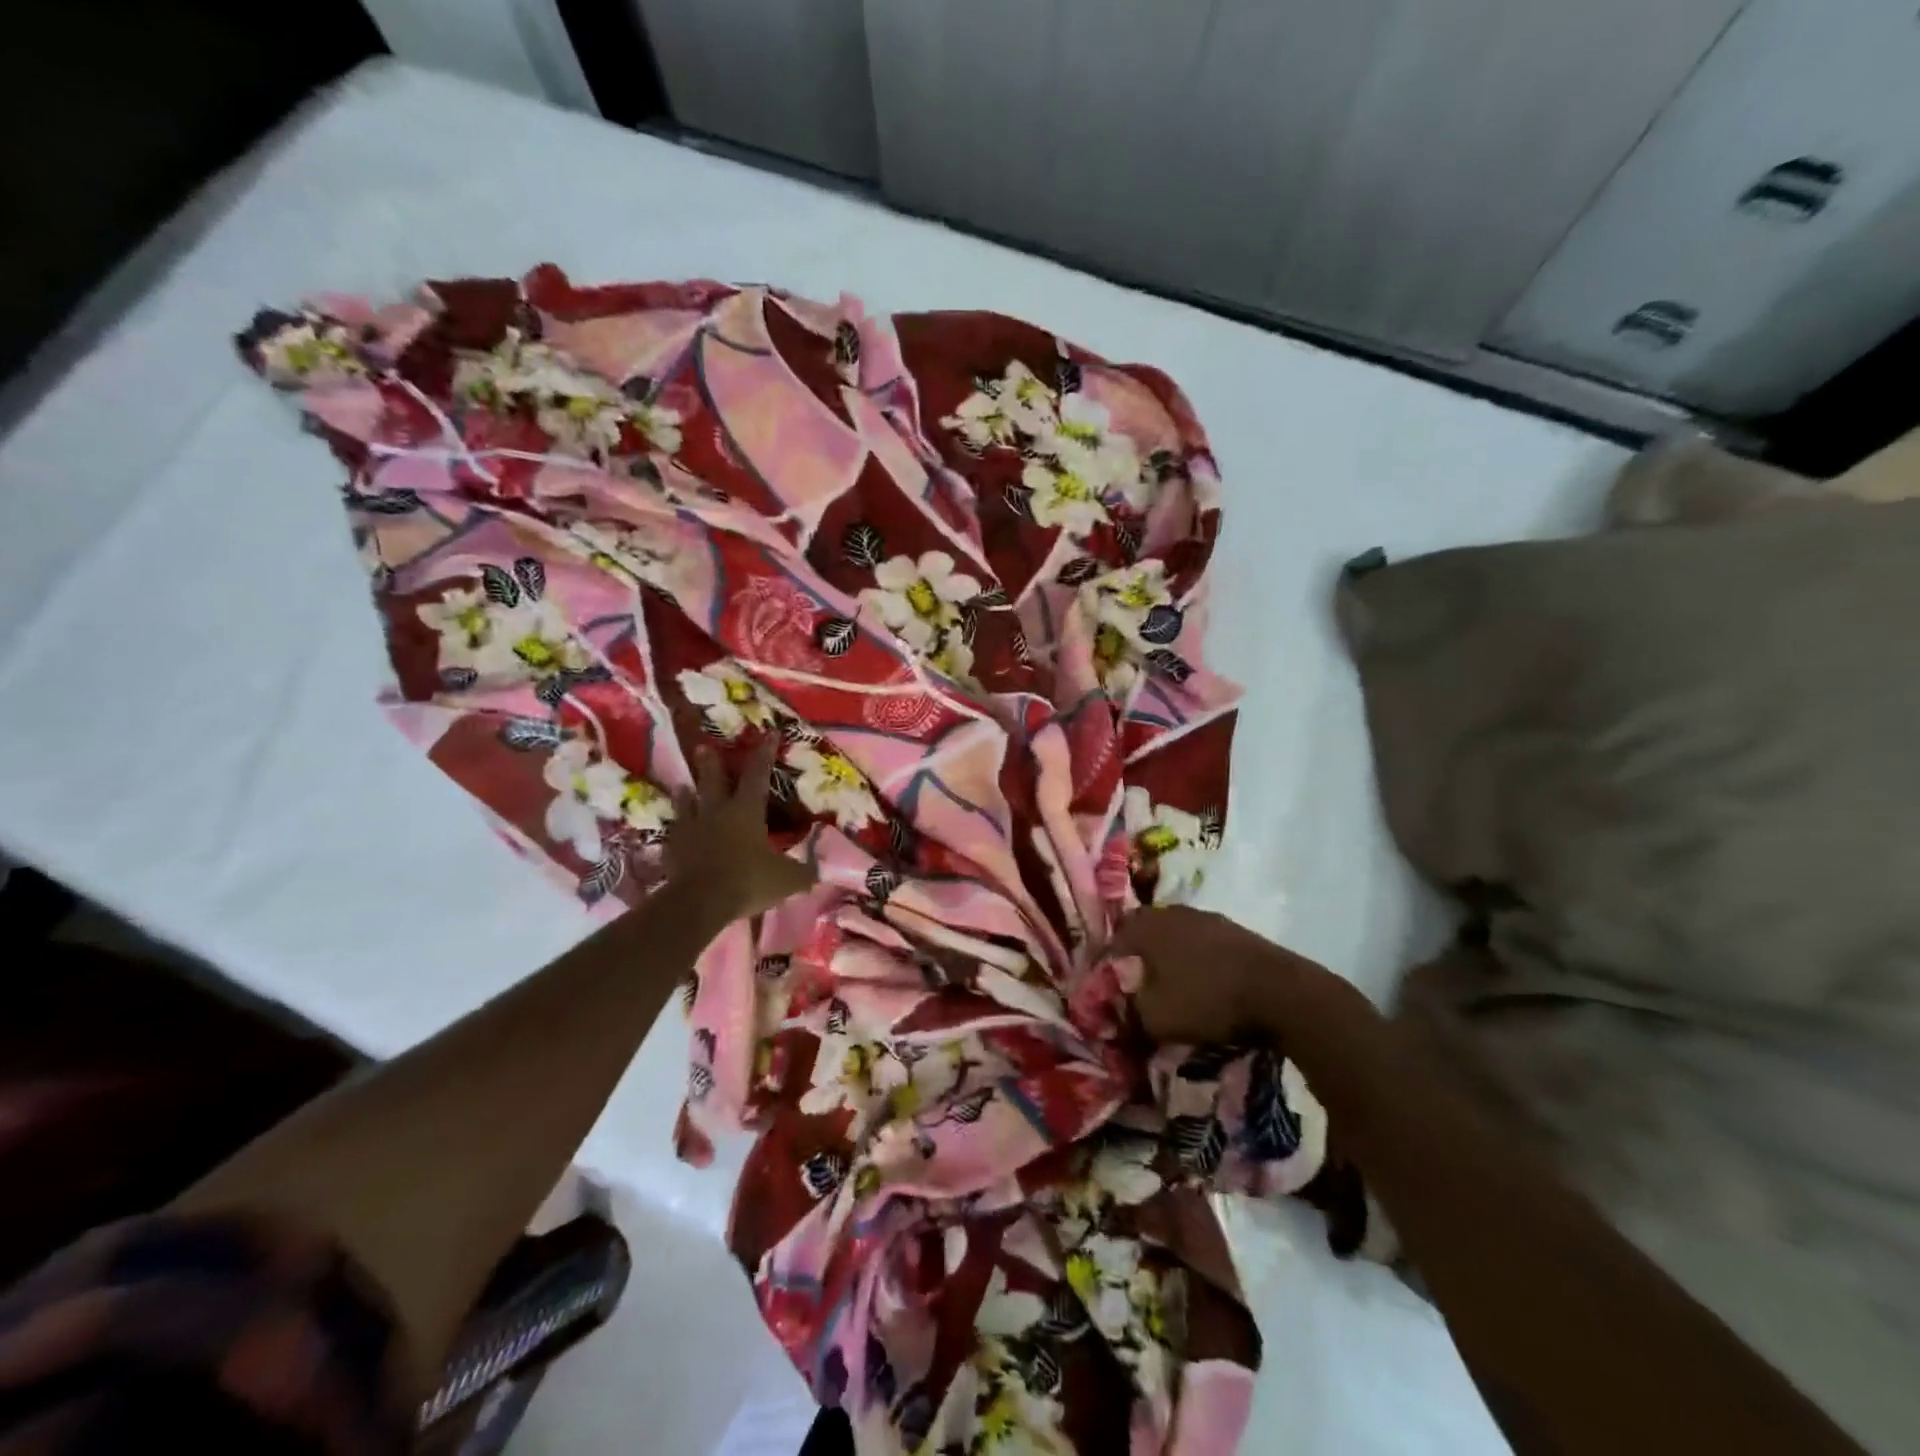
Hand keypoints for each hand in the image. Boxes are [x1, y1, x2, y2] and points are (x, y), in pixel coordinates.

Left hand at [665, 737, 816, 922]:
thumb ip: (803, 872)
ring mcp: (690, 830)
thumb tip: (818, 870)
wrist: (699, 901)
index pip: (758, 775)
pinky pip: (674, 835)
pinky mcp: (671, 850)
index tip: (769, 732)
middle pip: (713, 781)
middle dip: (711, 763)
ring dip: (686, 794)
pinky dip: (677, 831)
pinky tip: (675, 832)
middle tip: (704, 747)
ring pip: (687, 804)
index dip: (765, 753)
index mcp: (746, 810)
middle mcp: (716, 812)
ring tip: (683, 785)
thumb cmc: (748, 880)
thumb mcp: (787, 879)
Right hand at [1114, 905, 1371, 1047]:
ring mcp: (1207, 918)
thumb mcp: (1156, 1018)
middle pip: (1145, 929)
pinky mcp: (1235, 931)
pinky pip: (1202, 941)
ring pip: (1175, 932)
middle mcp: (1172, 913)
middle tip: (1138, 981)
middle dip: (1139, 953)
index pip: (1115, 936)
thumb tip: (1120, 1006)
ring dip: (1170, 954)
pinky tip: (1204, 980)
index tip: (1110, 984)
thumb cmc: (1207, 1000)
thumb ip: (1130, 1011)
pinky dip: (1196, 958)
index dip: (1109, 960)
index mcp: (1147, 926)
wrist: (1281, 992)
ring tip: (1172, 982)